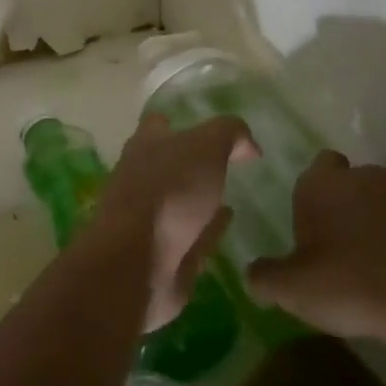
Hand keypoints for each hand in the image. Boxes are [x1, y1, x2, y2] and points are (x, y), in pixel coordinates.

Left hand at [100, 113, 258, 332]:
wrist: (138, 262)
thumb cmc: (169, 191)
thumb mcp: (206, 146)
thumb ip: (229, 134)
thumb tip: (247, 145)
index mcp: (145, 146)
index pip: (158, 125)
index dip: (180, 123)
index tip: (206, 127)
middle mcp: (141, 178)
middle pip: (168, 164)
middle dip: (191, 163)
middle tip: (226, 163)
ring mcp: (149, 219)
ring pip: (179, 202)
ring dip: (200, 199)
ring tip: (231, 194)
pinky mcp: (163, 254)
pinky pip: (191, 236)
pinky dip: (208, 229)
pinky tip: (227, 224)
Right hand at [245, 151, 385, 381]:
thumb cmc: (348, 283)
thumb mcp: (290, 288)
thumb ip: (264, 277)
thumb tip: (253, 274)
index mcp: (322, 183)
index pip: (318, 165)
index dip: (316, 191)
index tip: (314, 222)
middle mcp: (365, 177)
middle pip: (353, 182)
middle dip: (348, 205)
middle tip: (340, 247)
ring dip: (381, 222)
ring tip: (376, 264)